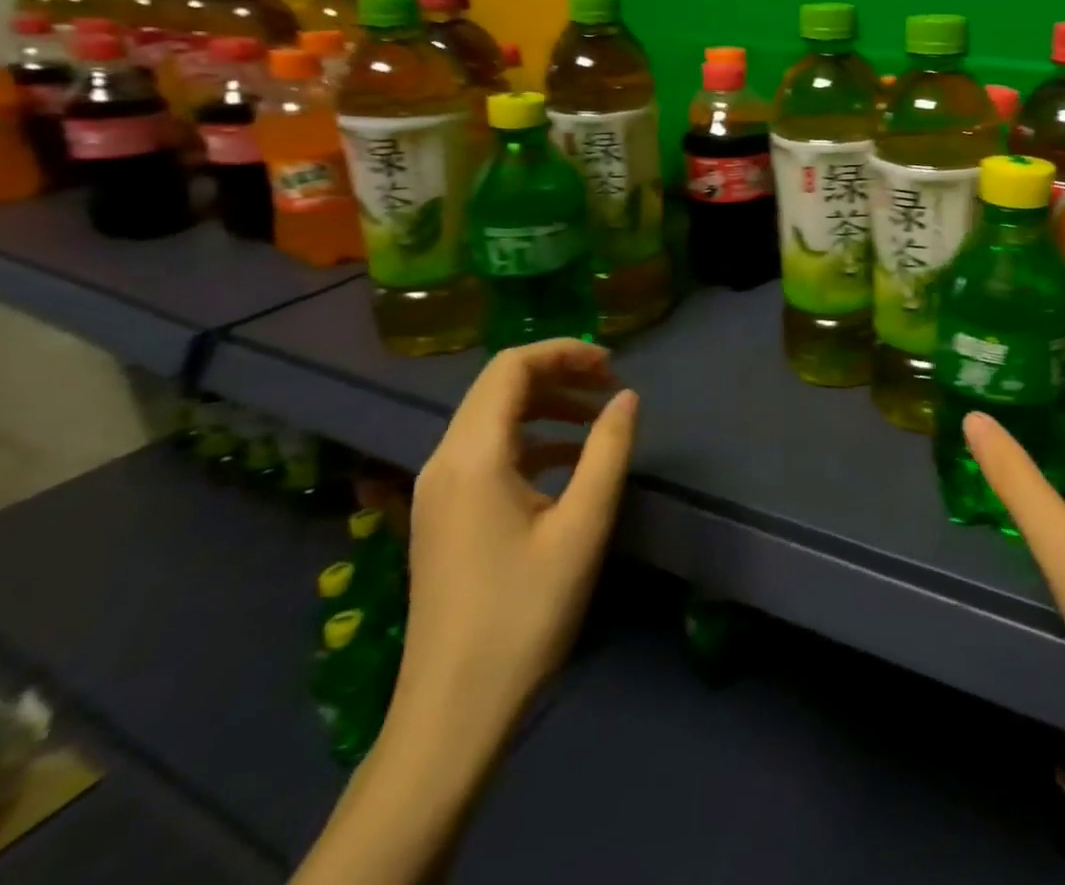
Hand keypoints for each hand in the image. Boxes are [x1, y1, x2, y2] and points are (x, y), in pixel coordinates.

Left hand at [399, 339, 638, 736]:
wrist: (452, 711)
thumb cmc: (524, 613)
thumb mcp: (583, 526)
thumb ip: (609, 450)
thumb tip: (627, 397)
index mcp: (473, 457)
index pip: (511, 367)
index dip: (564, 352)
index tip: (613, 366)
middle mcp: (444, 461)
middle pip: (498, 386)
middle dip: (558, 373)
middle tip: (611, 386)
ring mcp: (437, 490)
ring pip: (491, 417)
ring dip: (546, 405)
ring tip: (597, 419)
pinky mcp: (442, 515)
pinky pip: (486, 451)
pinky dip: (530, 439)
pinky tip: (568, 462)